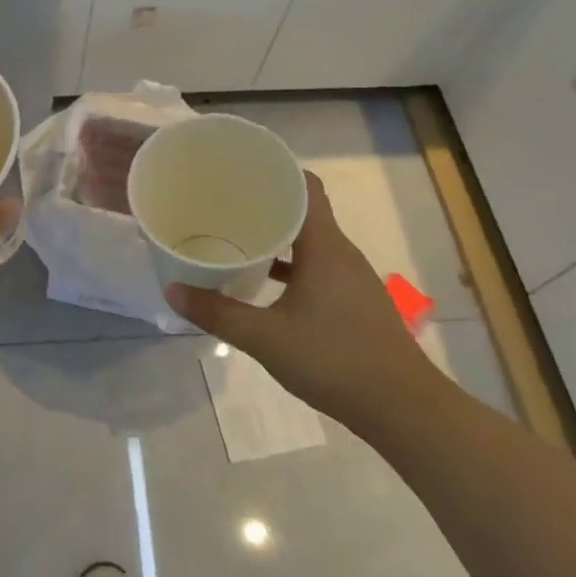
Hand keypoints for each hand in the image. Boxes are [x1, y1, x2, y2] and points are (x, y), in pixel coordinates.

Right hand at [165, 174, 441, 428]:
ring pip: (310, 241)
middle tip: (224, 201)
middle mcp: (341, 253)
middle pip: (305, 210)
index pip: (305, 186)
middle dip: (266, 201)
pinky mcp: (354, 301)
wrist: (404, 409)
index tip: (241, 167)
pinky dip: (291, 265)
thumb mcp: (266, 338)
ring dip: (278, 235)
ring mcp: (351, 278)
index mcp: (325, 246)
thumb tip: (172, 290)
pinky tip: (264, 281)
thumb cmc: (335, 361)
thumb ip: (218, 313)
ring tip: (237, 235)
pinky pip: (317, 266)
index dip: (277, 169)